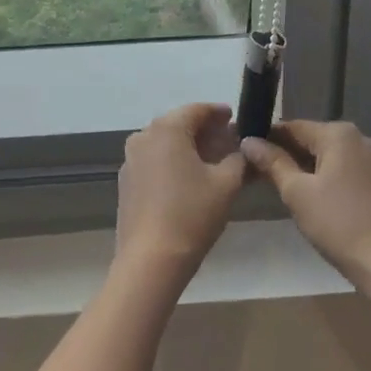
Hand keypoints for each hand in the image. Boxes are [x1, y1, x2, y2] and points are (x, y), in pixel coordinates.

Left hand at [115, 103, 247, 278]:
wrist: (151, 260)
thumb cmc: (192, 215)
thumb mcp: (226, 185)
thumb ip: (238, 160)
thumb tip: (244, 149)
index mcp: (167, 129)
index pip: (197, 110)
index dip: (218, 113)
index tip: (235, 118)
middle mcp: (144, 136)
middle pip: (179, 124)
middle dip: (204, 130)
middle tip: (227, 141)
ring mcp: (131, 159)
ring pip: (164, 142)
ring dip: (187, 146)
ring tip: (211, 161)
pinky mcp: (127, 181)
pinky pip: (153, 160)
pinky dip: (172, 162)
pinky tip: (187, 179)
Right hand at [242, 121, 370, 288]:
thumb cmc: (339, 224)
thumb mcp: (297, 193)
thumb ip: (273, 163)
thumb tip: (248, 141)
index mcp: (339, 133)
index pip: (293, 126)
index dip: (268, 138)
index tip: (248, 153)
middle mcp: (360, 138)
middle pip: (314, 139)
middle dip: (288, 154)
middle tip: (262, 174)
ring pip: (331, 155)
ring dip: (308, 167)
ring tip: (285, 188)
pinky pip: (347, 169)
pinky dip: (328, 177)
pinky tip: (315, 198)